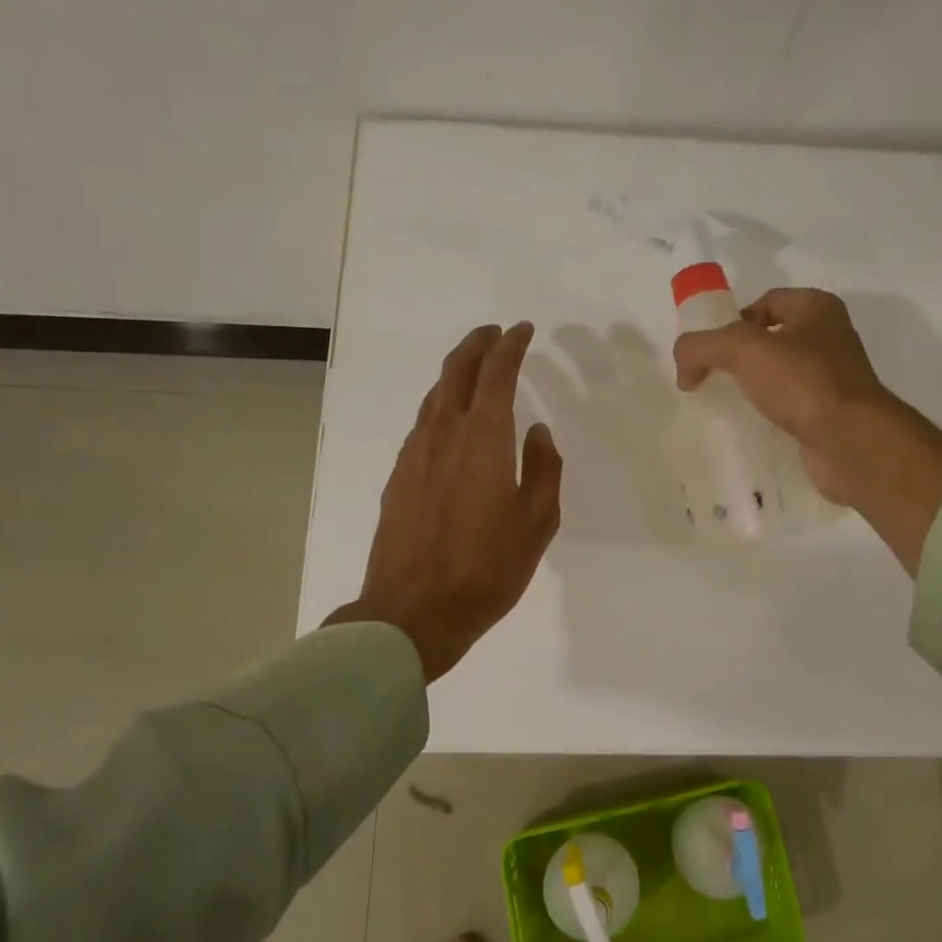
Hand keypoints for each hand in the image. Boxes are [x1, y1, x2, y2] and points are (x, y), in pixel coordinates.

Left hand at [326, 322, 561, 682]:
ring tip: (473, 370)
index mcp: (483, 439)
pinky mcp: (397, 476)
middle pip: (456, 371)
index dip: (510, 346)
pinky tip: (449, 421)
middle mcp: (443, 434)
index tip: (522, 331)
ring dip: (454, 373)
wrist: (414, 611)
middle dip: (476, 345)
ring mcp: (414, 454)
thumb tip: (538, 433)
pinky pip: (421, 424)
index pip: (496, 374)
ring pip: (434, 396)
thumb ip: (543, 469)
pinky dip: (439, 406)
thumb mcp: (537, 522)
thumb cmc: (486, 569)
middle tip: (494, 334)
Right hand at [672, 289, 941, 571]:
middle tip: (712, 379)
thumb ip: (701, 346)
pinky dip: (770, 416)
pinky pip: (791, 408)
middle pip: (772, 339)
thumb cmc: (802, 381)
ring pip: (781, 376)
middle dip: (740, 358)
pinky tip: (752, 429)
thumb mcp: (741, 349)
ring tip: (727, 406)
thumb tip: (683, 366)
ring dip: (754, 389)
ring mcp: (834, 379)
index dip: (734, 321)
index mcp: (817, 308)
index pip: (766, 302)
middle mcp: (830, 338)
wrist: (850, 441)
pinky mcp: (830, 415)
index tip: (711, 351)